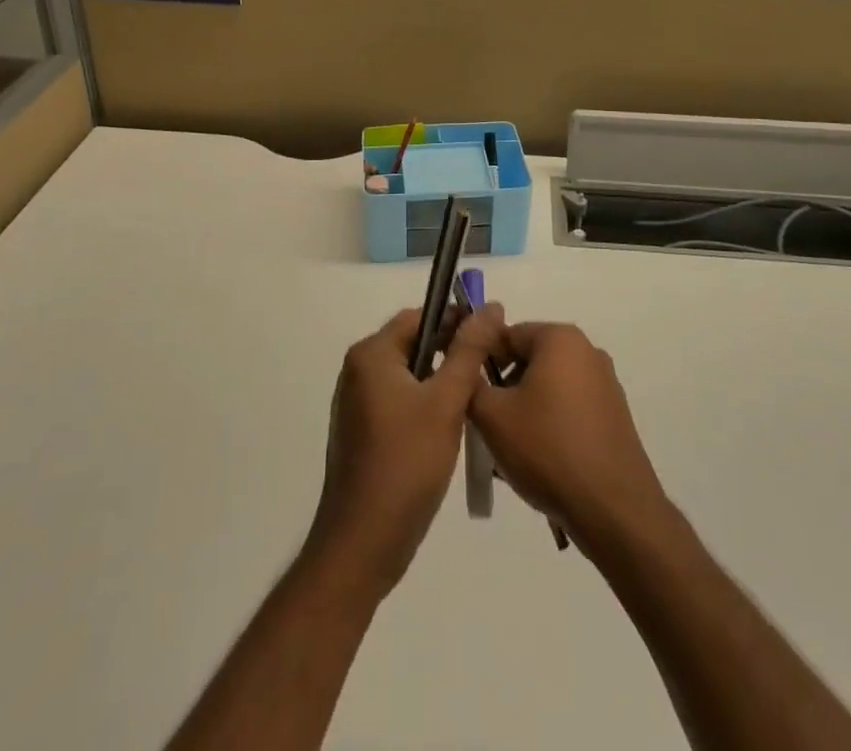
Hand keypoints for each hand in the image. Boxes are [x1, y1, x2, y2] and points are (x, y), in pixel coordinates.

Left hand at [305, 303, 506, 598]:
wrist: (363, 544)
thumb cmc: (406, 464)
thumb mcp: (446, 402)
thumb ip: (469, 350)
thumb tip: (489, 306)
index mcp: (371, 355)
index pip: (419, 316)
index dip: (456, 320)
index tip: (493, 335)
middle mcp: (358, 371)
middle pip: (413, 344)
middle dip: (451, 352)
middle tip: (491, 368)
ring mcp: (357, 403)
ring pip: (409, 375)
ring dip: (441, 381)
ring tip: (478, 398)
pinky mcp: (362, 432)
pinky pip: (400, 401)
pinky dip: (426, 404)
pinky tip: (451, 427)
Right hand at [470, 322, 671, 556]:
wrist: (614, 510)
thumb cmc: (548, 449)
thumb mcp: (492, 416)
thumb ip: (469, 383)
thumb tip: (464, 371)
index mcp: (560, 338)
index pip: (506, 335)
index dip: (481, 360)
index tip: (468, 392)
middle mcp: (587, 351)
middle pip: (529, 359)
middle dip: (504, 387)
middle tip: (486, 423)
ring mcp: (606, 384)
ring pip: (549, 387)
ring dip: (525, 409)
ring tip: (509, 449)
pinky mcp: (615, 416)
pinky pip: (570, 409)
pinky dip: (550, 424)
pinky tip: (539, 460)